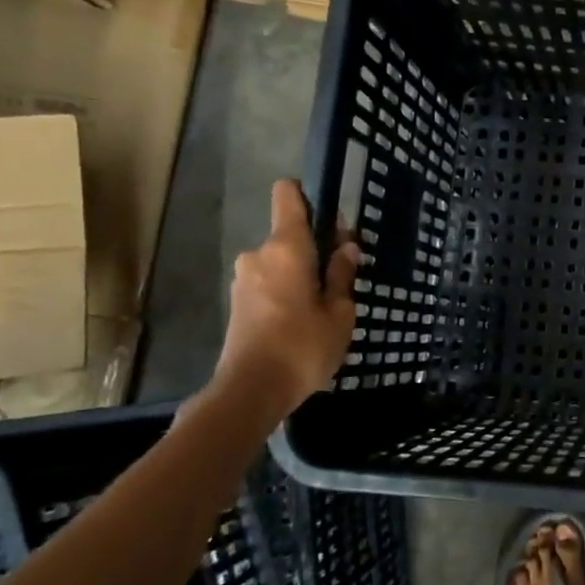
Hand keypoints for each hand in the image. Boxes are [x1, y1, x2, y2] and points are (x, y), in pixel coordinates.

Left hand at [212, 179, 362, 413]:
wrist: (251, 390)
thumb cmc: (303, 347)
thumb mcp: (339, 312)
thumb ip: (342, 274)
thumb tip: (345, 247)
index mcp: (287, 247)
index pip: (288, 194)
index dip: (311, 197)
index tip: (334, 222)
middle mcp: (260, 254)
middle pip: (291, 232)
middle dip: (318, 246)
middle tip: (344, 277)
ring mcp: (245, 278)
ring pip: (282, 260)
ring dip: (304, 272)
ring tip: (327, 305)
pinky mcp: (239, 301)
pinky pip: (271, 280)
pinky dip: (289, 289)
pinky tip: (305, 319)